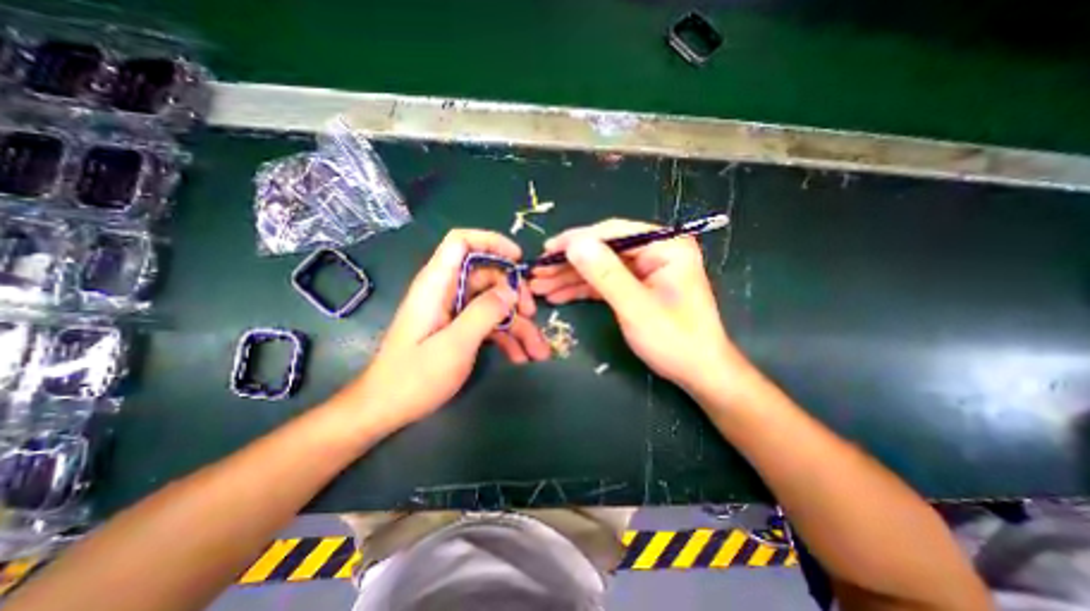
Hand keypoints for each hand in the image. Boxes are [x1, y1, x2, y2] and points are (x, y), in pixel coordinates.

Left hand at [336, 230, 549, 434]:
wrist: (386, 409)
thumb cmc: (414, 378)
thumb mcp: (455, 345)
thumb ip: (483, 312)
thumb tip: (511, 289)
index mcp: (436, 285)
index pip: (461, 242)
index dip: (490, 242)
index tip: (517, 259)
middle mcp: (446, 292)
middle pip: (487, 276)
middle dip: (513, 293)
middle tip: (531, 314)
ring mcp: (454, 312)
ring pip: (493, 304)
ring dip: (517, 325)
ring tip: (538, 351)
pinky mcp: (458, 330)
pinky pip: (488, 324)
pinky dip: (506, 338)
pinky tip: (521, 358)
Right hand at [527, 220, 748, 395]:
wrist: (698, 371)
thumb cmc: (675, 340)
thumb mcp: (636, 308)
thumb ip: (606, 275)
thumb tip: (575, 244)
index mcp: (665, 245)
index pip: (613, 232)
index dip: (577, 240)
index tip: (547, 250)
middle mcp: (655, 250)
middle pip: (603, 249)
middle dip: (568, 263)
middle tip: (537, 273)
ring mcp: (645, 269)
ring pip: (600, 266)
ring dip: (569, 277)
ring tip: (540, 286)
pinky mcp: (636, 285)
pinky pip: (604, 281)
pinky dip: (581, 288)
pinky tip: (558, 294)